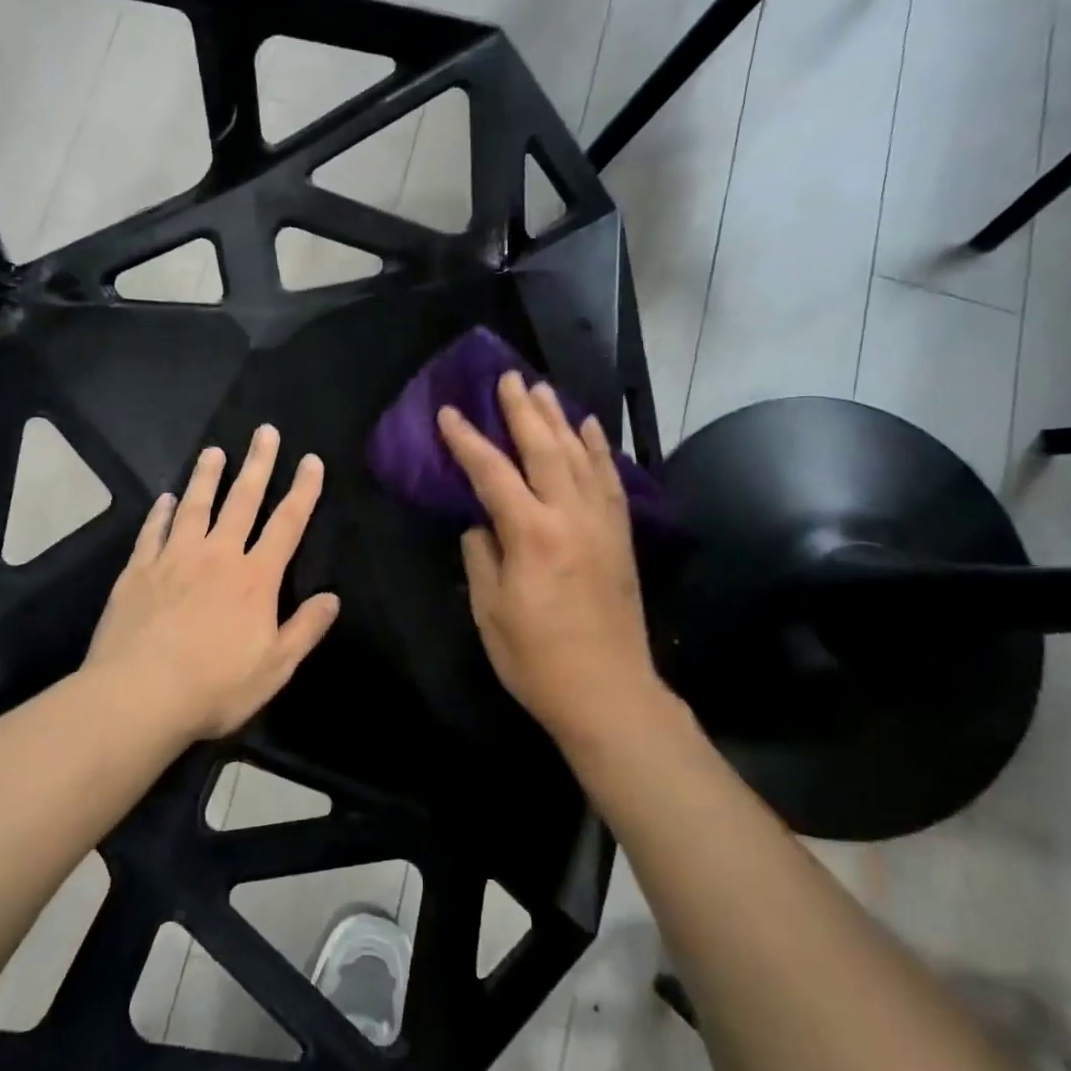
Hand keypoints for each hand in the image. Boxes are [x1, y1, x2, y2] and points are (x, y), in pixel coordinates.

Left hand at [83, 425, 340, 740]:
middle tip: (264, 432)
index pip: (287, 524)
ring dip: (206, 477)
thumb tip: (332, 598)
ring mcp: (174, 559)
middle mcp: (217, 556)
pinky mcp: (138, 571)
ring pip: (194, 506)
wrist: (140, 695)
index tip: (311, 460)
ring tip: (213, 451)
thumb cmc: (215, 686)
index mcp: (255, 578)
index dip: (303, 490)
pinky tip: (164, 498)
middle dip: (257, 464)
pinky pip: (152, 531)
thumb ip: (305, 629)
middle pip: (242, 501)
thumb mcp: (275, 667)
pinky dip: (161, 512)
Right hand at [438, 373, 664, 744]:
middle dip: (522, 411)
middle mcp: (570, 516)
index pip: (492, 473)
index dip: (467, 441)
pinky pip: (610, 480)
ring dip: (559, 419)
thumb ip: (481, 557)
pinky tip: (590, 428)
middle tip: (506, 378)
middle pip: (544, 449)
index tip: (449, 414)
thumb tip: (480, 523)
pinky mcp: (621, 536)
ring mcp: (602, 523)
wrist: (609, 692)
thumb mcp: (489, 612)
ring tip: (542, 390)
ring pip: (580, 456)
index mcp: (531, 534)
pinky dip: (599, 449)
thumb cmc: (536, 660)